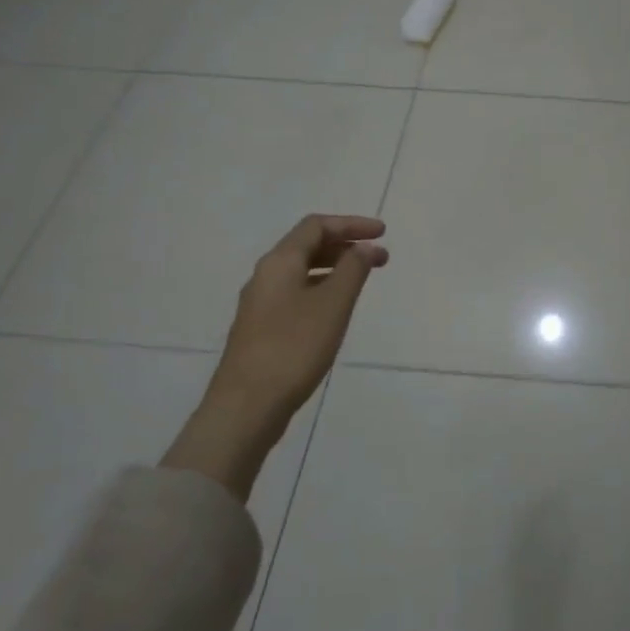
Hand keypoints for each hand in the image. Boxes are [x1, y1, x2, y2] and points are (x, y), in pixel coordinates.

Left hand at [163, 214, 387, 498]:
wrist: (246, 406)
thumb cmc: (294, 348)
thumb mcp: (333, 304)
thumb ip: (353, 270)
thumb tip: (365, 247)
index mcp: (279, 262)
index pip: (316, 226)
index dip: (351, 224)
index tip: (383, 233)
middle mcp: (266, 276)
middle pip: (307, 246)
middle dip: (346, 245)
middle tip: (380, 258)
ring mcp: (260, 304)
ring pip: (302, 271)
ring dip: (335, 268)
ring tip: (363, 281)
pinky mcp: (261, 328)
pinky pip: (296, 293)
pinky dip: (322, 288)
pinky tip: (336, 309)